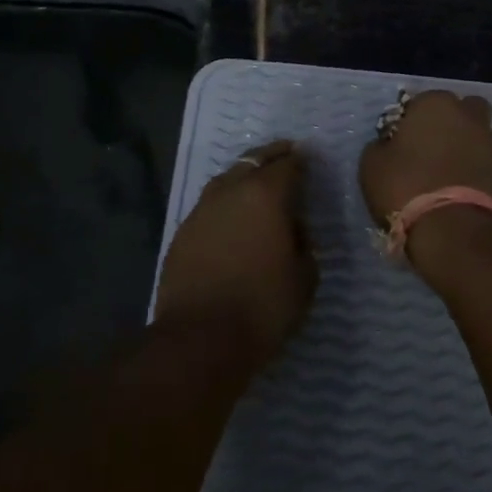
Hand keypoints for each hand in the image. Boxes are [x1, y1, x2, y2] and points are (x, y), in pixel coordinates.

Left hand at [154, 140, 317, 368]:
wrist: (199, 338)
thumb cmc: (263, 307)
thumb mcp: (304, 278)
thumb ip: (304, 244)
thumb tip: (293, 230)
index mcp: (266, 194)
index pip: (288, 165)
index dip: (301, 162)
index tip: (308, 161)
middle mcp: (232, 190)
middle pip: (254, 160)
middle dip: (272, 155)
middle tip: (286, 153)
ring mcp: (202, 208)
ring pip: (227, 178)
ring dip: (244, 175)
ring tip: (256, 182)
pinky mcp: (183, 231)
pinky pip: (209, 205)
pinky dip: (224, 202)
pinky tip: (230, 217)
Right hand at [358, 90, 491, 225]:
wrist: (454, 229)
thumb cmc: (406, 186)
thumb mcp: (372, 163)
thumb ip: (380, 144)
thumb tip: (389, 144)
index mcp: (434, 102)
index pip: (418, 102)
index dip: (407, 122)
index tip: (399, 143)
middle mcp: (466, 113)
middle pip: (456, 111)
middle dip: (445, 124)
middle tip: (425, 149)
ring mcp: (489, 141)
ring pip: (472, 133)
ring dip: (461, 144)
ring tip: (441, 171)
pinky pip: (481, 159)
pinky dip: (470, 167)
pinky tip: (454, 185)